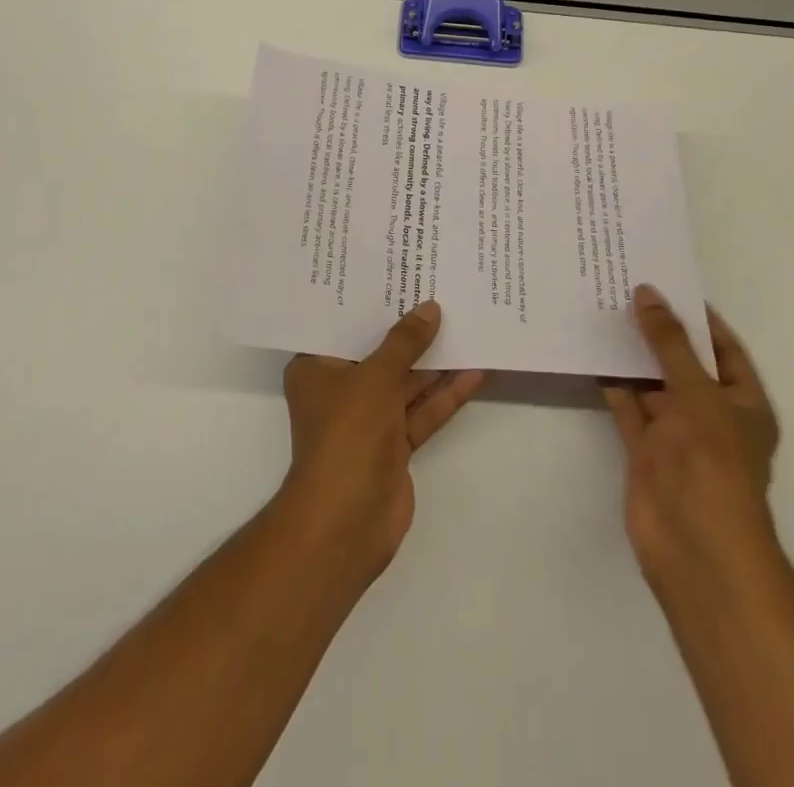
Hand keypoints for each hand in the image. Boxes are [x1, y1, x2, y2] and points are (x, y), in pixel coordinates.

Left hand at [278, 301, 484, 585]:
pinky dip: (446, 393)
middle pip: (379, 350)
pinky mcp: (395, 443)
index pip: (344, 323)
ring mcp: (369, 418)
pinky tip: (476, 370)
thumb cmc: (347, 435)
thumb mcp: (375, 377)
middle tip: (440, 288)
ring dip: (435, 359)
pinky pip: (422, 410)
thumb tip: (430, 308)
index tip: (397, 271)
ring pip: (406, 380)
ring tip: (467, 322)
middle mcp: (341, 388)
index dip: (371, 299)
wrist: (346, 523)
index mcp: (317, 367)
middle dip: (409, 326)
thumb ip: (405, 342)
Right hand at [602, 285, 779, 589]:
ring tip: (603, 312)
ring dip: (633, 356)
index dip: (699, 317)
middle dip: (659, 332)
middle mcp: (712, 415)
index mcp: (743, 402)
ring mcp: (677, 435)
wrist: (695, 544)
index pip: (724, 348)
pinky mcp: (645, 451)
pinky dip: (614, 385)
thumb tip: (648, 294)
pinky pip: (629, 408)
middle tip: (625, 289)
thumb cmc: (712, 461)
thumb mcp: (696, 390)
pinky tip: (592, 356)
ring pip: (653, 385)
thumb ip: (669, 342)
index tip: (667, 284)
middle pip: (684, 364)